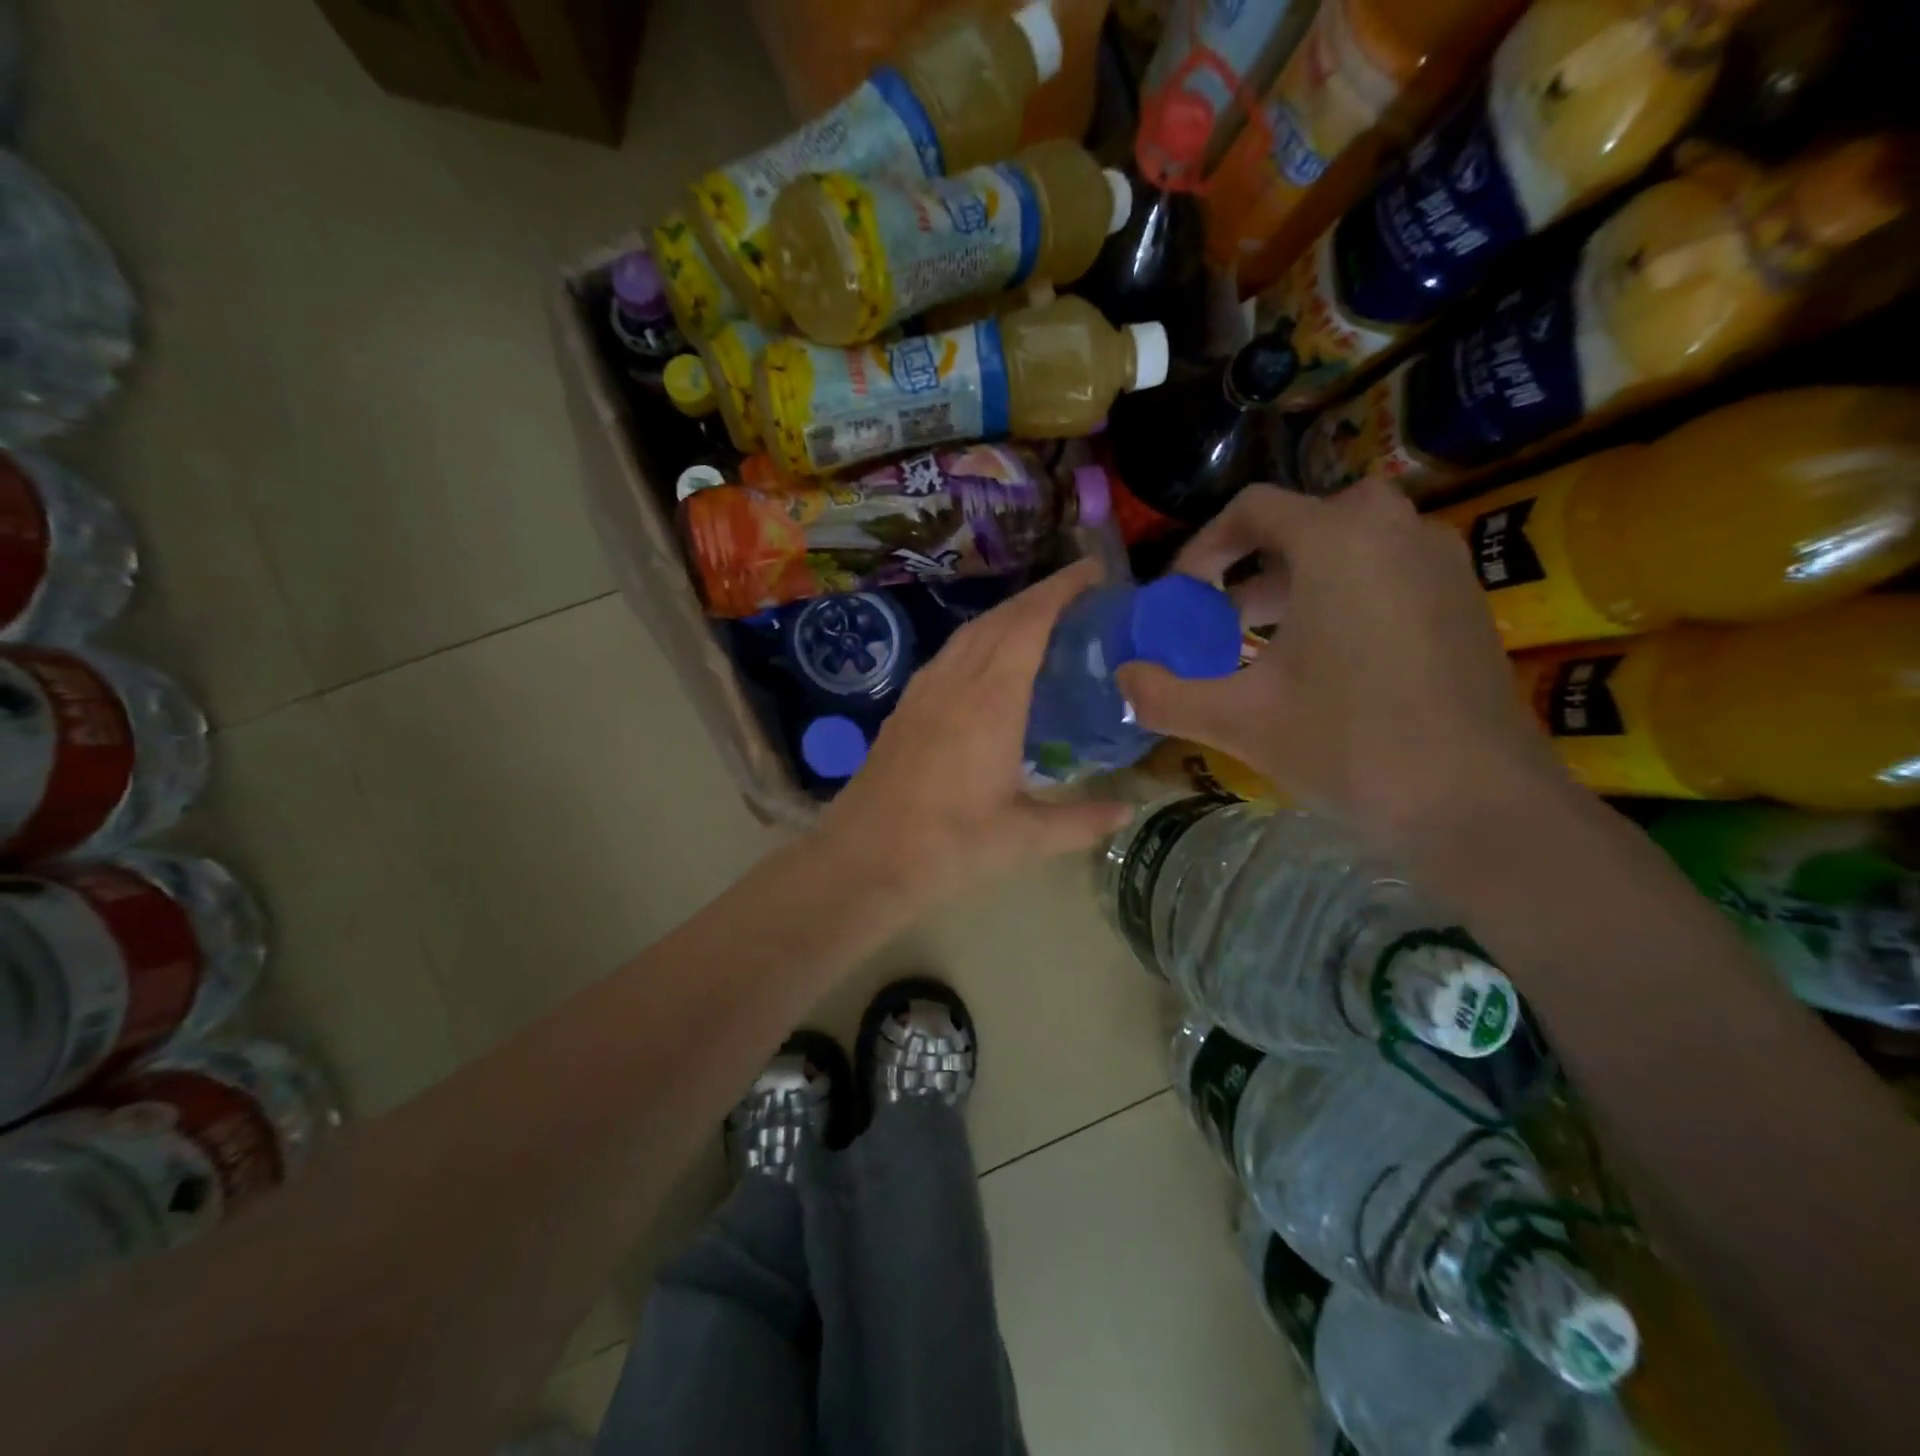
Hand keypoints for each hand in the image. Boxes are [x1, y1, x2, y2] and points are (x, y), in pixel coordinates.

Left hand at [822, 559, 1134, 907]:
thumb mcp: (1023, 838)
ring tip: (1040, 621)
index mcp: (991, 700)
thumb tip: (1128, 811)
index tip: (1093, 570)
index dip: (1062, 589)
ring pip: (969, 633)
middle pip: (1000, 618)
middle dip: (1040, 596)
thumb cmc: (948, 846)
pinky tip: (987, 663)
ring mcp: (924, 691)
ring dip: (1007, 616)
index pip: (1030, 622)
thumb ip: (1080, 820)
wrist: (864, 858)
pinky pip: (948, 655)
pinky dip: (978, 641)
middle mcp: (956, 681)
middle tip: (1079, 594)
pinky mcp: (905, 707)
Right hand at [1117, 480, 1575, 857]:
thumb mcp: (1240, 720)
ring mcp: (1440, 563)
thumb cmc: (1351, 745)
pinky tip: (1324, 663)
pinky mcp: (1464, 601)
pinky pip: (1386, 572)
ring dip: (1294, 581)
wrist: (1479, 803)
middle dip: (1250, 565)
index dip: (1203, 548)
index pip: (1253, 508)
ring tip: (1261, 643)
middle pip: (1303, 522)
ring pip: (1348, 546)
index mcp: (1338, 541)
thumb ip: (1165, 695)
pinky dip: (1341, 596)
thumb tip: (1121, 678)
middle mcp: (1395, 531)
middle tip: (1220, 618)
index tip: (1181, 597)